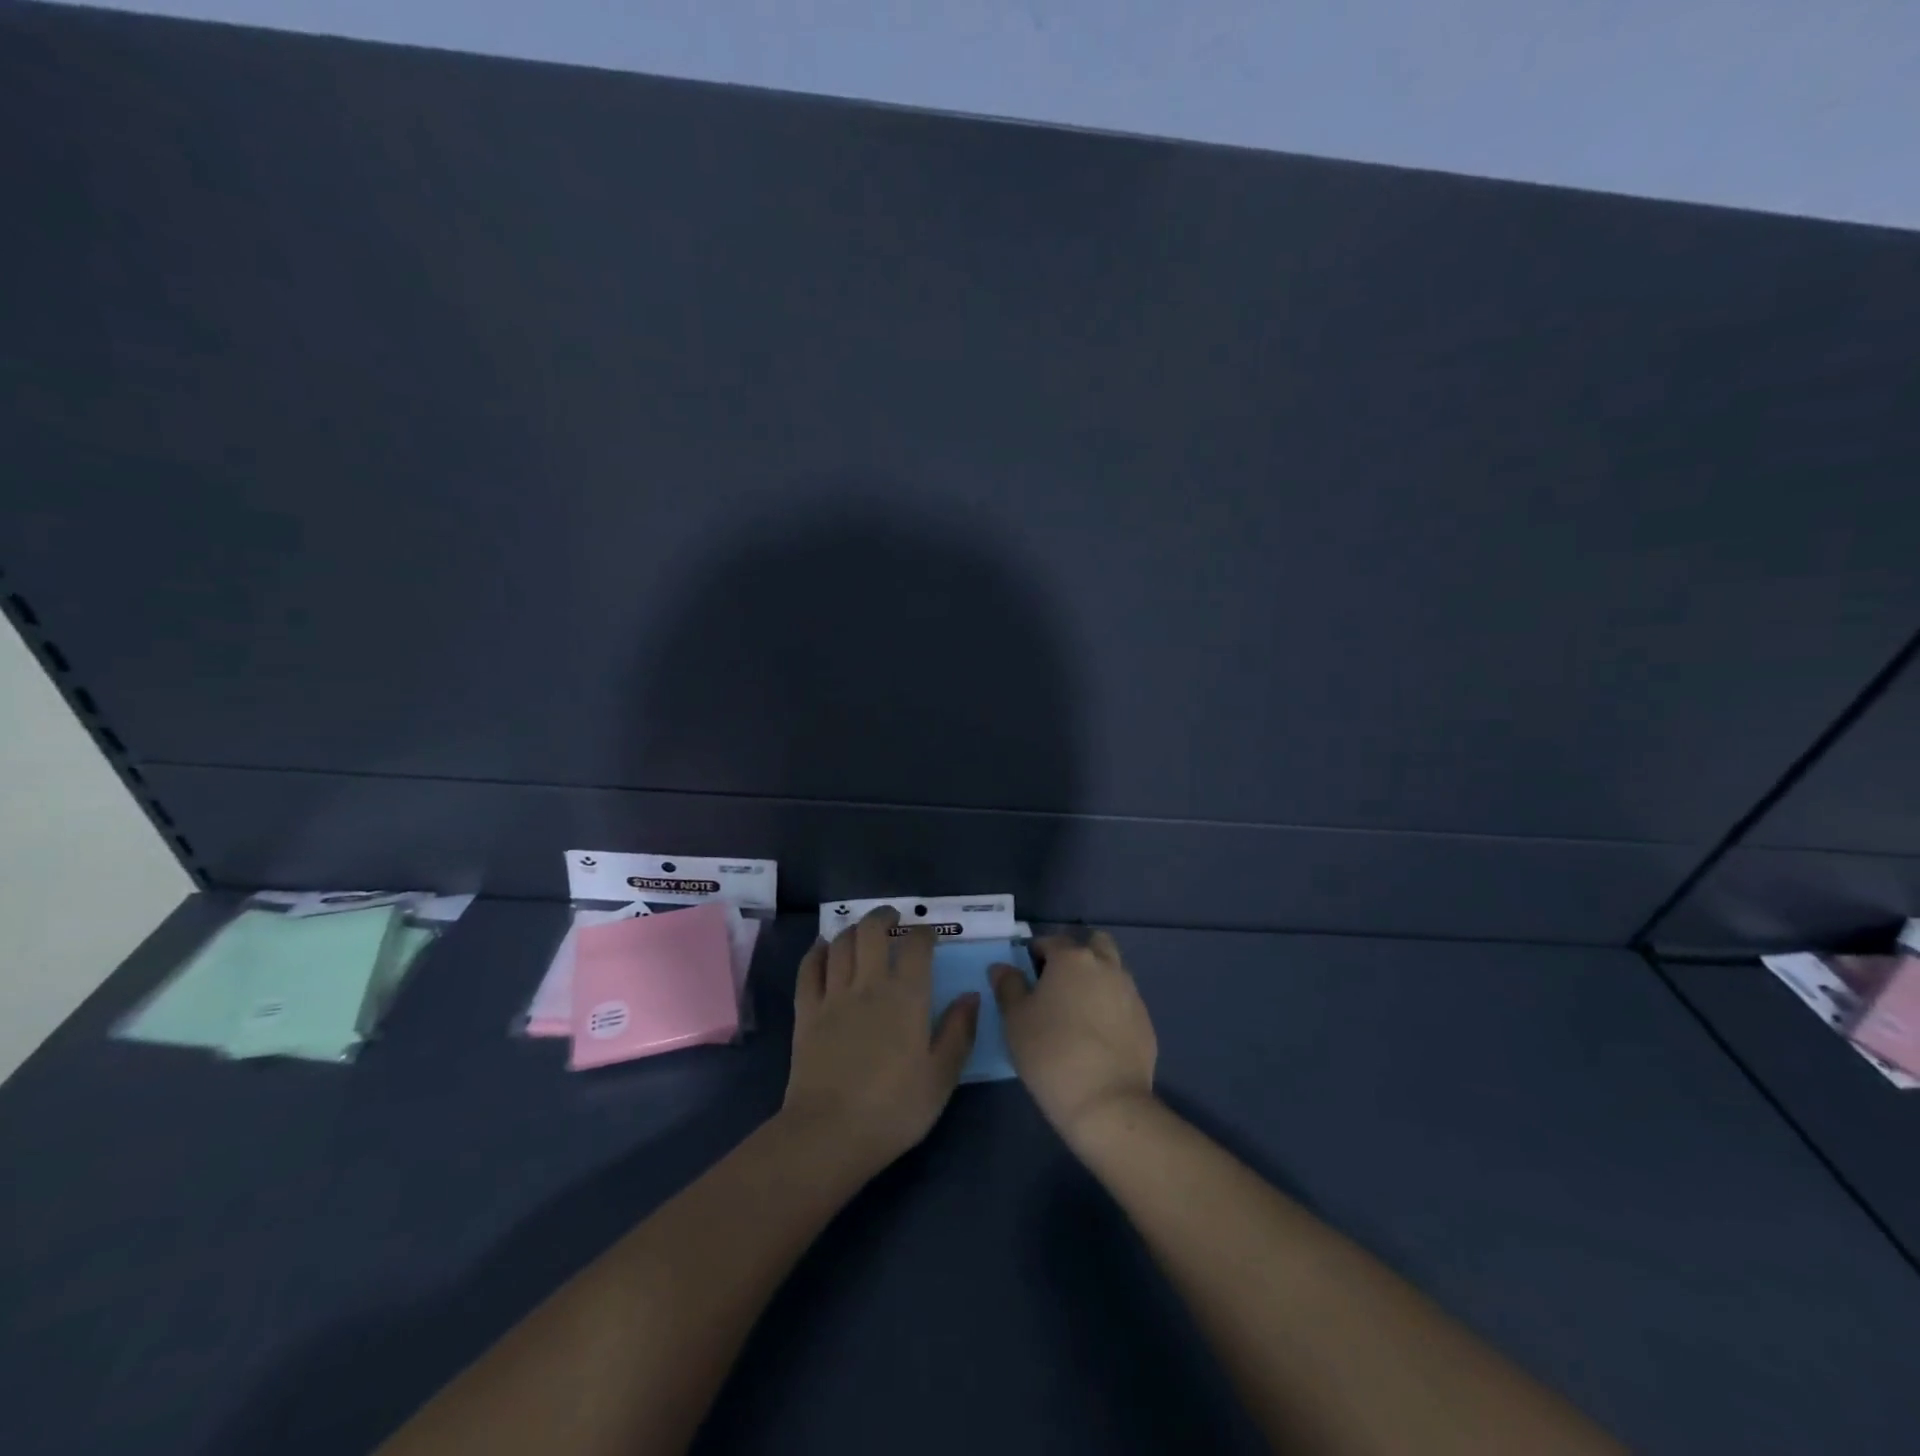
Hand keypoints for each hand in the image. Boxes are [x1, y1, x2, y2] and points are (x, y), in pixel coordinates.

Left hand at [781, 907, 978, 1174]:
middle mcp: (869, 984)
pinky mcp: (806, 1012)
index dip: (923, 932)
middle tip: (893, 916)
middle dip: (883, 916)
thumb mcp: (941, 1077)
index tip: (928, 934)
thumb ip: (959, 1032)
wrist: (829, 1133)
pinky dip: (817, 951)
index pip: (916, 946)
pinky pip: (809, 969)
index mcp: (907, 997)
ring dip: (853, 929)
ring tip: (862, 930)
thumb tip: (970, 995)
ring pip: (841, 943)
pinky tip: (823, 947)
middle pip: (872, 931)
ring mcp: (833, 995)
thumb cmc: (894, 1109)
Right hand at [991, 930, 1156, 1145]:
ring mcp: (1131, 993)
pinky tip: (1097, 1036)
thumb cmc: (1050, 1053)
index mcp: (1072, 958)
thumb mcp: (1015, 1019)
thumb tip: (1003, 967)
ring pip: (1113, 971)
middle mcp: (1106, 966)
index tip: (1026, 974)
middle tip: (1058, 982)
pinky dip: (1111, 1007)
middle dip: (1077, 954)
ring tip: (1077, 1011)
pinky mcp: (1145, 1021)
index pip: (1050, 941)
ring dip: (1096, 979)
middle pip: (1094, 943)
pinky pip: (1124, 1001)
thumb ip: (1008, 986)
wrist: (1106, 1102)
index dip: (1035, 953)